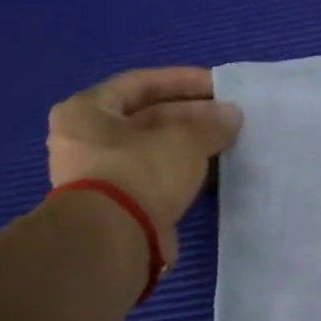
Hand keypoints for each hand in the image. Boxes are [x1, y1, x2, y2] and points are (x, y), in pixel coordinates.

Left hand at [47, 68, 241, 266]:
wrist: (115, 239)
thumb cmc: (140, 170)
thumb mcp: (185, 138)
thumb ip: (211, 124)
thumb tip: (232, 115)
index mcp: (88, 110)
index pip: (141, 83)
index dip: (184, 81)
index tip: (220, 85)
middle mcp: (88, 139)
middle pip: (149, 117)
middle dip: (194, 115)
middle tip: (231, 117)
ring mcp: (104, 174)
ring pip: (157, 149)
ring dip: (193, 145)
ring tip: (230, 141)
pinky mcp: (123, 203)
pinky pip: (160, 176)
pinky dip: (187, 171)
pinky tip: (218, 170)